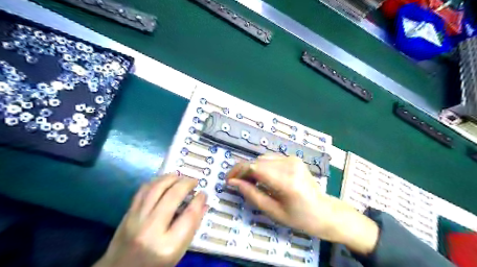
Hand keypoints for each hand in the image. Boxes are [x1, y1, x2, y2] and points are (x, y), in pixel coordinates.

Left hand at [95, 174, 209, 266]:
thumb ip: (192, 226)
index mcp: (168, 245)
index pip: (189, 215)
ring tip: (181, 176)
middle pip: (172, 196)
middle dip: (186, 183)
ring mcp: (136, 219)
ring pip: (156, 188)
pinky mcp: (127, 214)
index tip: (203, 193)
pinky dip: (156, 181)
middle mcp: (151, 229)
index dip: (199, 200)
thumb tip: (203, 203)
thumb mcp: (179, 251)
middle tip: (194, 181)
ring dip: (171, 178)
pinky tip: (164, 180)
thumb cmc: (155, 264)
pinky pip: (143, 190)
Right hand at [227, 156, 380, 255]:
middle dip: (243, 170)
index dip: (238, 172)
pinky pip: (271, 159)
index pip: (254, 167)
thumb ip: (252, 194)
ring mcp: (292, 159)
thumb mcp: (273, 211)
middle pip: (257, 161)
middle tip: (236, 183)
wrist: (324, 211)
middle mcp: (289, 165)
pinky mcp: (293, 159)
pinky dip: (261, 166)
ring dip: (252, 168)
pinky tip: (260, 177)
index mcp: (286, 181)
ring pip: (263, 158)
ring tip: (248, 181)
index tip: (228, 181)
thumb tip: (234, 183)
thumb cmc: (300, 217)